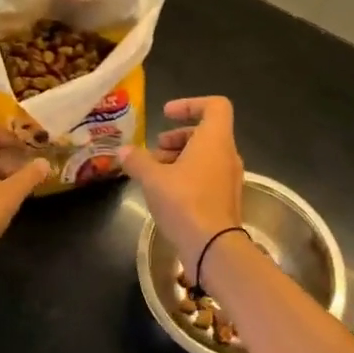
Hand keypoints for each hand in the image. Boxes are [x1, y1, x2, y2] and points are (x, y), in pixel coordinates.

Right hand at [119, 97, 244, 259]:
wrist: (214, 248)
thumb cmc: (185, 202)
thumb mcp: (153, 178)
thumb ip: (137, 161)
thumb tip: (123, 151)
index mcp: (215, 140)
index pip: (215, 105)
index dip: (190, 104)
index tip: (166, 114)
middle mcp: (227, 155)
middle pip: (206, 132)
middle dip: (177, 137)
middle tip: (155, 149)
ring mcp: (230, 179)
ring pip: (205, 156)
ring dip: (180, 158)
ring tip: (154, 173)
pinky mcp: (226, 200)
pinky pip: (207, 176)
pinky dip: (187, 176)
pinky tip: (165, 193)